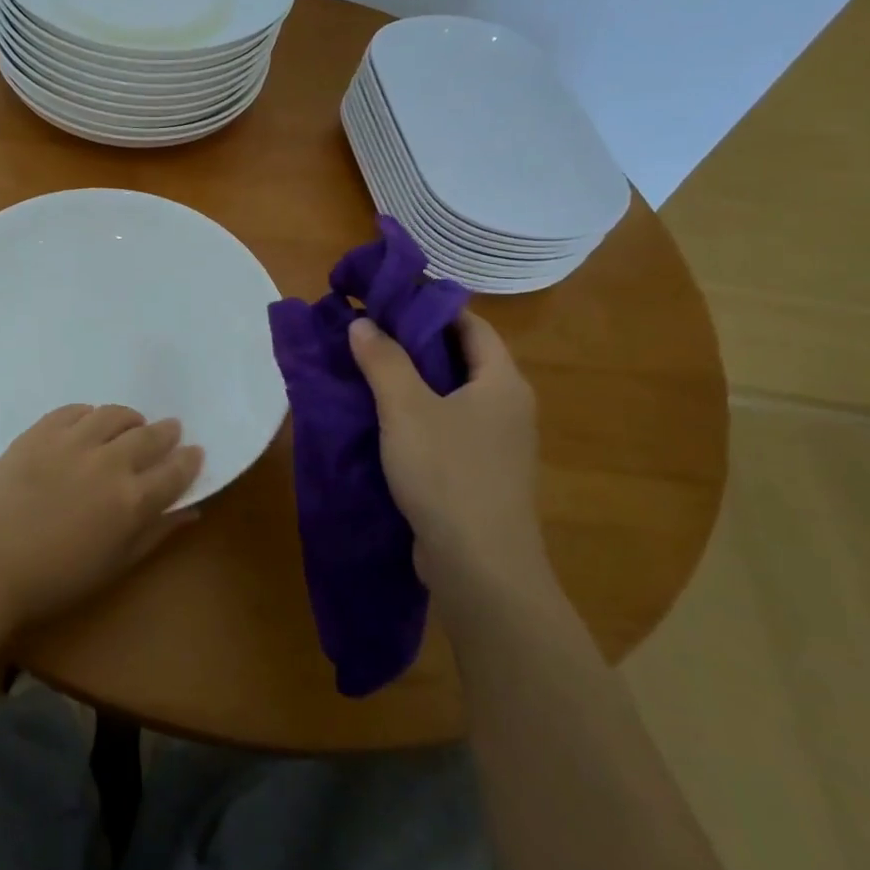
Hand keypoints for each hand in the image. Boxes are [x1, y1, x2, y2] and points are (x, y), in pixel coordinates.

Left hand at [0, 404, 203, 631]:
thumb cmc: (56, 578)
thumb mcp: (115, 565)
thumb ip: (156, 534)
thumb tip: (192, 512)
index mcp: (131, 501)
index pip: (175, 471)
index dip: (189, 460)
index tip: (194, 452)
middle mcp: (109, 463)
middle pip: (149, 436)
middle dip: (166, 432)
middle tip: (170, 429)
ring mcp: (73, 442)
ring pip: (113, 414)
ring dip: (130, 418)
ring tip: (131, 424)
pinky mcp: (41, 431)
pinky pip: (74, 410)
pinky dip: (89, 414)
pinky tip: (89, 422)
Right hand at [348, 313, 546, 608]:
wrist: (480, 569)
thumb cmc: (448, 474)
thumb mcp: (406, 409)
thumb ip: (383, 360)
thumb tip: (362, 322)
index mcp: (502, 381)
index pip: (470, 324)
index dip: (429, 307)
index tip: (386, 300)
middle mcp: (507, 407)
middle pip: (460, 358)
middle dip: (414, 342)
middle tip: (366, 332)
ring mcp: (496, 444)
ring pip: (451, 395)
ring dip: (412, 381)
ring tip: (364, 370)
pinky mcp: (480, 474)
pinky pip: (447, 427)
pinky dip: (416, 415)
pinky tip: (381, 420)